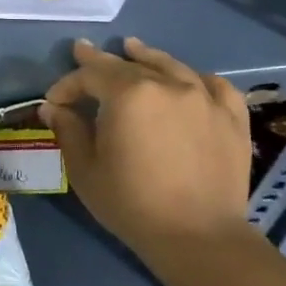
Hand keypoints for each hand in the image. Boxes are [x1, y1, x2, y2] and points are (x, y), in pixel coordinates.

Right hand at [41, 38, 251, 261]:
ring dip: (146, 57)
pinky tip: (189, 80)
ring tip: (133, 48)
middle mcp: (167, 85)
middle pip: (127, 65)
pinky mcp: (232, 118)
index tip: (54, 102)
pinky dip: (196, 78)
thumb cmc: (132, 203)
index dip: (66, 85)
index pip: (89, 75)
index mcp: (128, 94)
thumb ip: (68, 131)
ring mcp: (204, 98)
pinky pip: (214, 85)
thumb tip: (53, 108)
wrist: (199, 237)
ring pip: (170, 66)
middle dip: (99, 61)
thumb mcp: (85, 169)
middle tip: (82, 51)